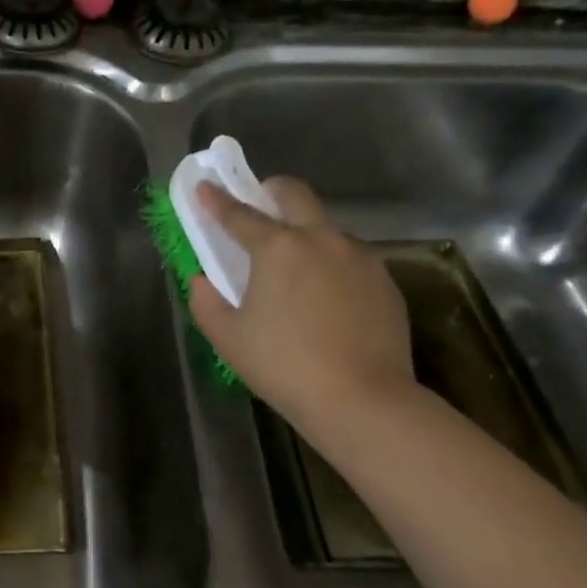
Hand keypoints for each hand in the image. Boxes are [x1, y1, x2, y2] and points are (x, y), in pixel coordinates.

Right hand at [188, 178, 416, 432]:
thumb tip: (202, 282)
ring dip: (305, 232)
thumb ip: (205, 302)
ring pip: (327, 227)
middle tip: (257, 207)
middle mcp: (321, 239)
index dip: (216, 199)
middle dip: (270, 191)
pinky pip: (350, 259)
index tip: (204, 187)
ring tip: (295, 269)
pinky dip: (331, 264)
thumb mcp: (228, 338)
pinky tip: (326, 299)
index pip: (239, 214)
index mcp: (278, 247)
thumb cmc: (284, 366)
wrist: (363, 400)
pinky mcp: (385, 281)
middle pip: (294, 194)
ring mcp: (359, 257)